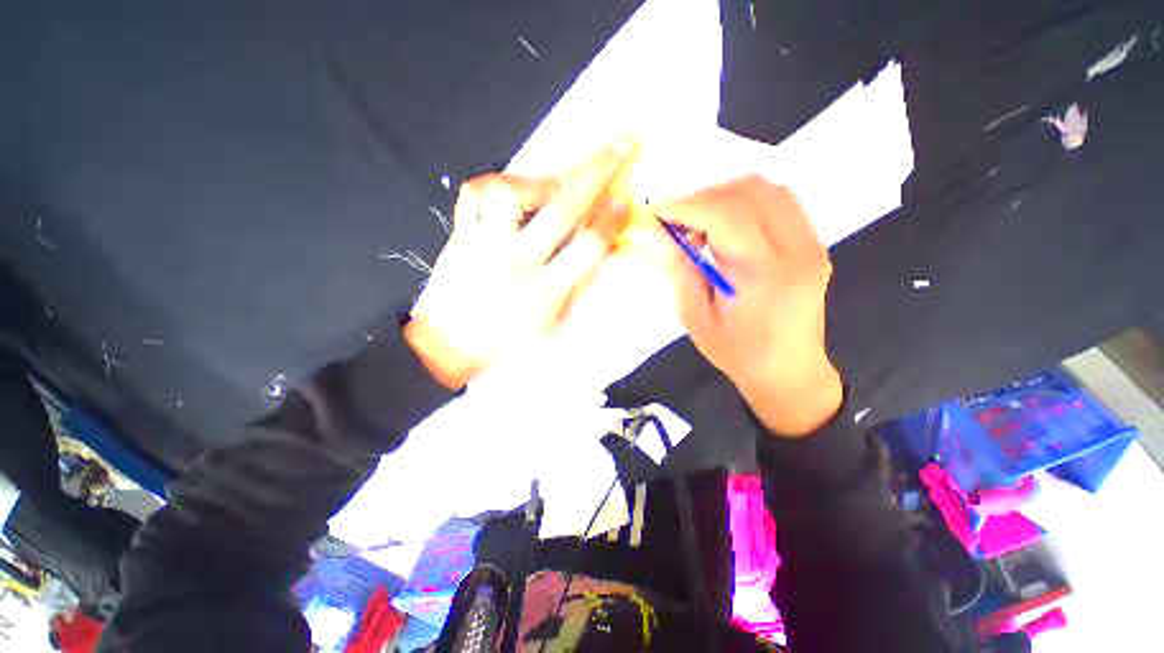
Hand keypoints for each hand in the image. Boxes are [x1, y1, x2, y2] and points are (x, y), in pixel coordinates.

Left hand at [403, 139, 636, 389]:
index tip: (625, 198)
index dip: (610, 220)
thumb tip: (599, 252)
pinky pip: (473, 195)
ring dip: (539, 181)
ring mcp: (483, 245)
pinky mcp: (459, 236)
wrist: (447, 347)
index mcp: (543, 292)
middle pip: (561, 208)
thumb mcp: (552, 329)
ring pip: (510, 191)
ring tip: (553, 187)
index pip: (586, 247)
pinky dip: (495, 186)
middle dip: (597, 172)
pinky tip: (512, 195)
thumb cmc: (507, 346)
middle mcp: (515, 262)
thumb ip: (577, 289)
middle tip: (621, 144)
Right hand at [653, 176, 841, 435]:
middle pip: (750, 192)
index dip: (686, 205)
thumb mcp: (697, 320)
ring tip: (699, 222)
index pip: (726, 216)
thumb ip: (682, 273)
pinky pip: (779, 203)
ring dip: (725, 196)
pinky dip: (745, 203)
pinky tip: (725, 226)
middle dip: (703, 197)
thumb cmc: (739, 354)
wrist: (789, 373)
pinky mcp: (813, 245)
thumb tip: (669, 238)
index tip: (657, 210)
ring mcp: (812, 244)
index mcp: (765, 276)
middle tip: (677, 220)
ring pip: (767, 190)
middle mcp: (797, 251)